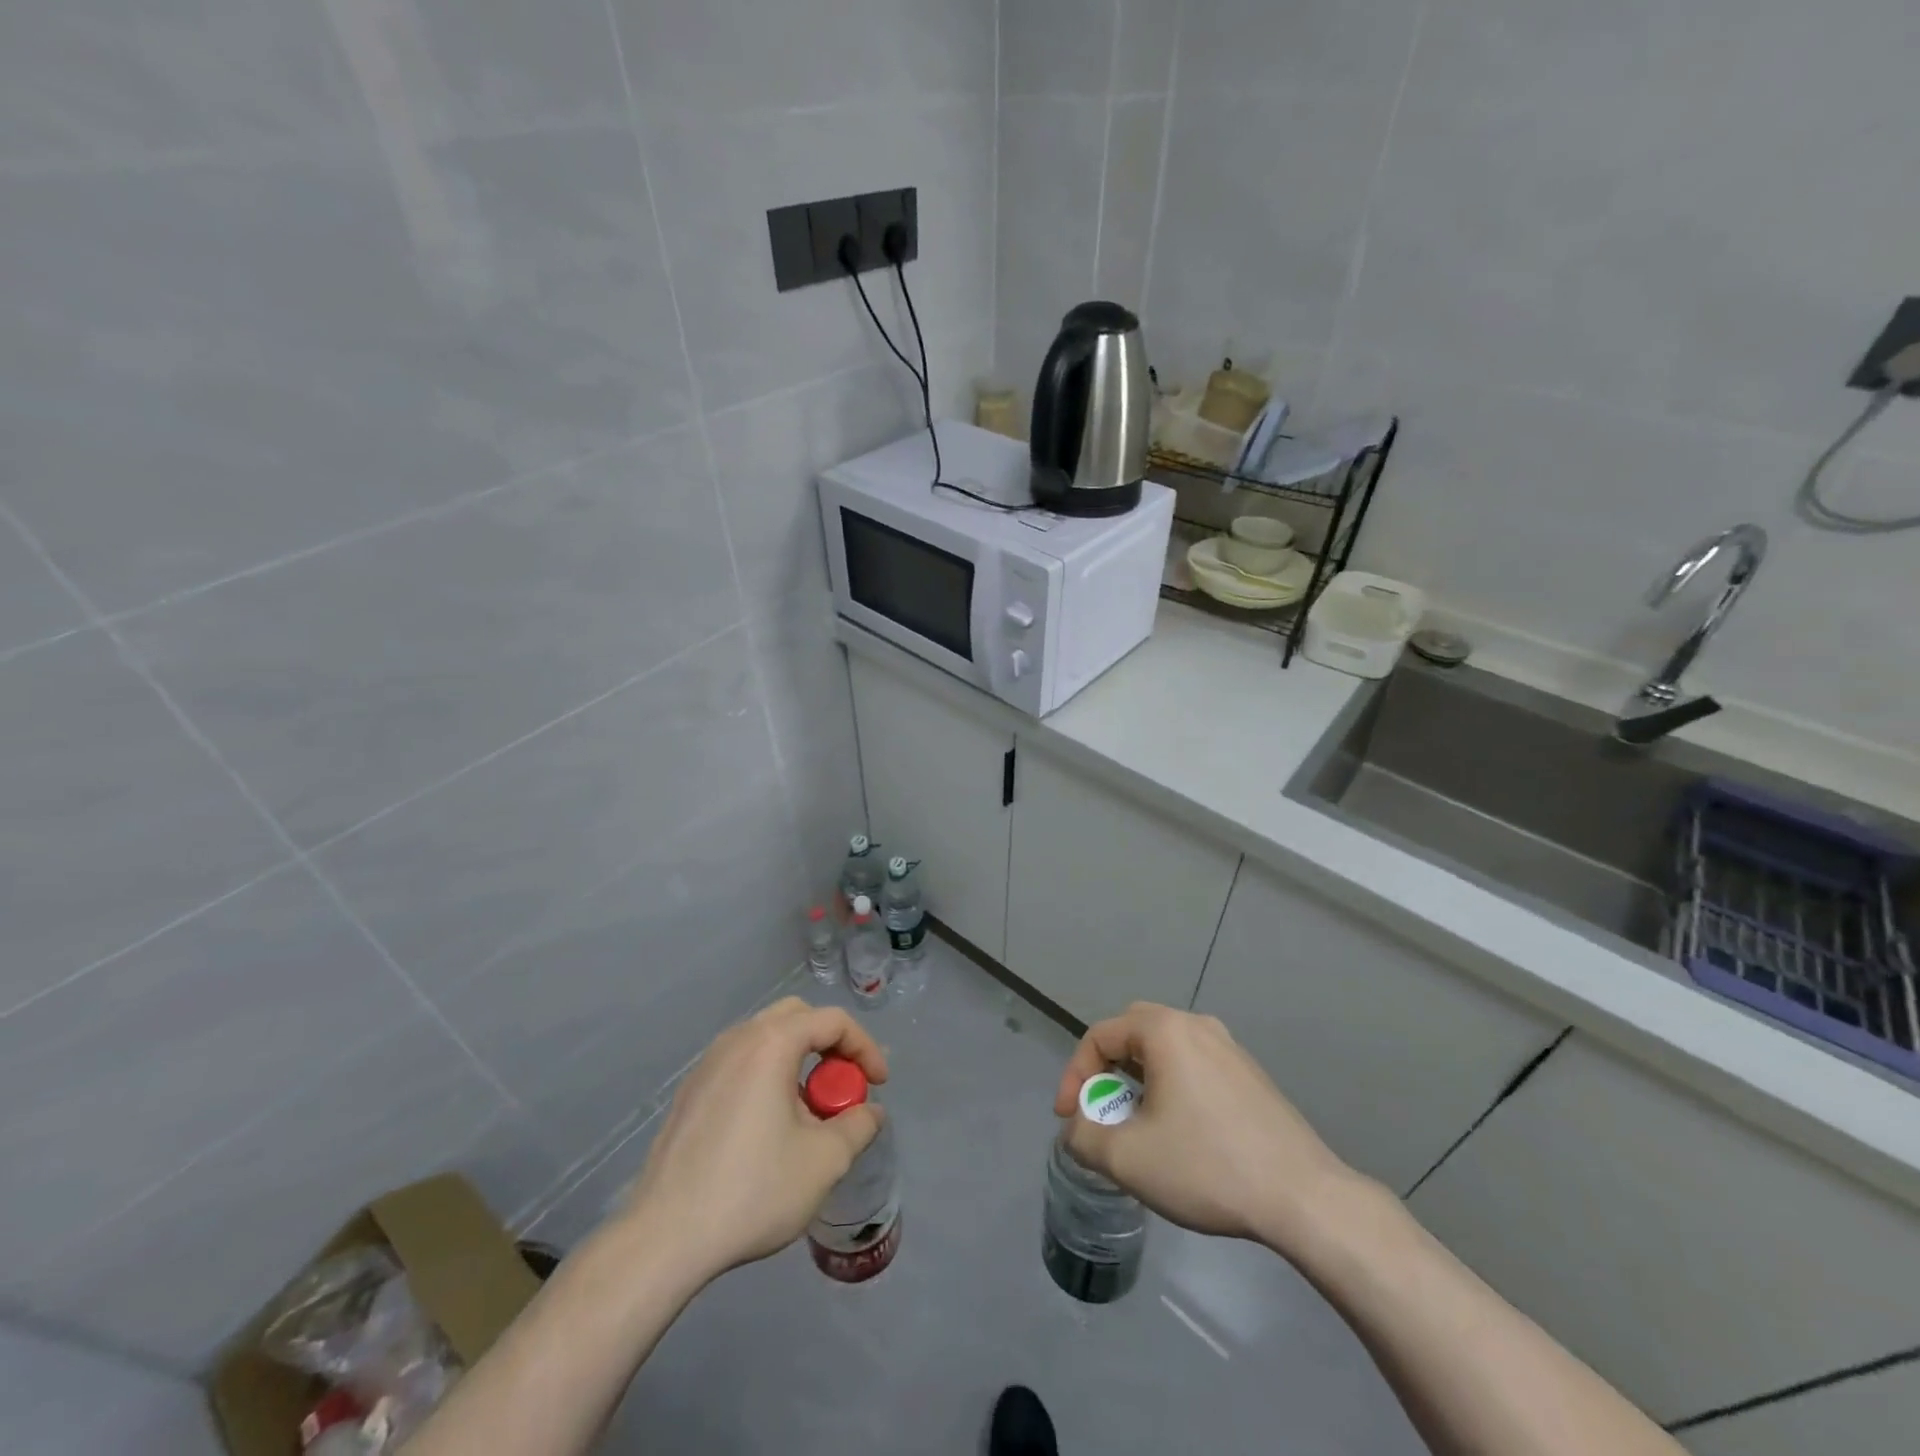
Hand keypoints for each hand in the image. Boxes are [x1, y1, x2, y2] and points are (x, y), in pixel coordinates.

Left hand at [621, 998, 888, 1283]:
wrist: (664, 1238)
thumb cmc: (752, 1190)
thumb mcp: (824, 1161)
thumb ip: (858, 1126)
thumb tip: (870, 1112)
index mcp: (771, 1044)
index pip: (832, 1021)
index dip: (864, 1047)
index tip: (878, 1085)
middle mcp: (737, 1040)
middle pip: (797, 1017)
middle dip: (830, 1044)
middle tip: (844, 1085)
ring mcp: (708, 1064)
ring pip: (766, 1038)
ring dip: (798, 1060)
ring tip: (809, 1111)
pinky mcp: (690, 1092)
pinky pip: (741, 1063)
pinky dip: (768, 1076)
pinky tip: (769, 1127)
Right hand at [1053, 1002, 1356, 1251]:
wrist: (1304, 1197)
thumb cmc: (1208, 1166)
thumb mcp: (1128, 1158)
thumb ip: (1084, 1137)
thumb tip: (1075, 1129)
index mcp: (1165, 1030)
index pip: (1100, 1035)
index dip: (1074, 1075)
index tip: (1068, 1119)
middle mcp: (1197, 1025)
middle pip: (1133, 1031)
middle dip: (1107, 1067)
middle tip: (1100, 1107)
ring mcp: (1230, 1048)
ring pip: (1166, 1048)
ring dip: (1139, 1078)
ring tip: (1136, 1123)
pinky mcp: (1250, 1075)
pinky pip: (1195, 1065)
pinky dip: (1171, 1086)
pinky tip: (1180, 1131)